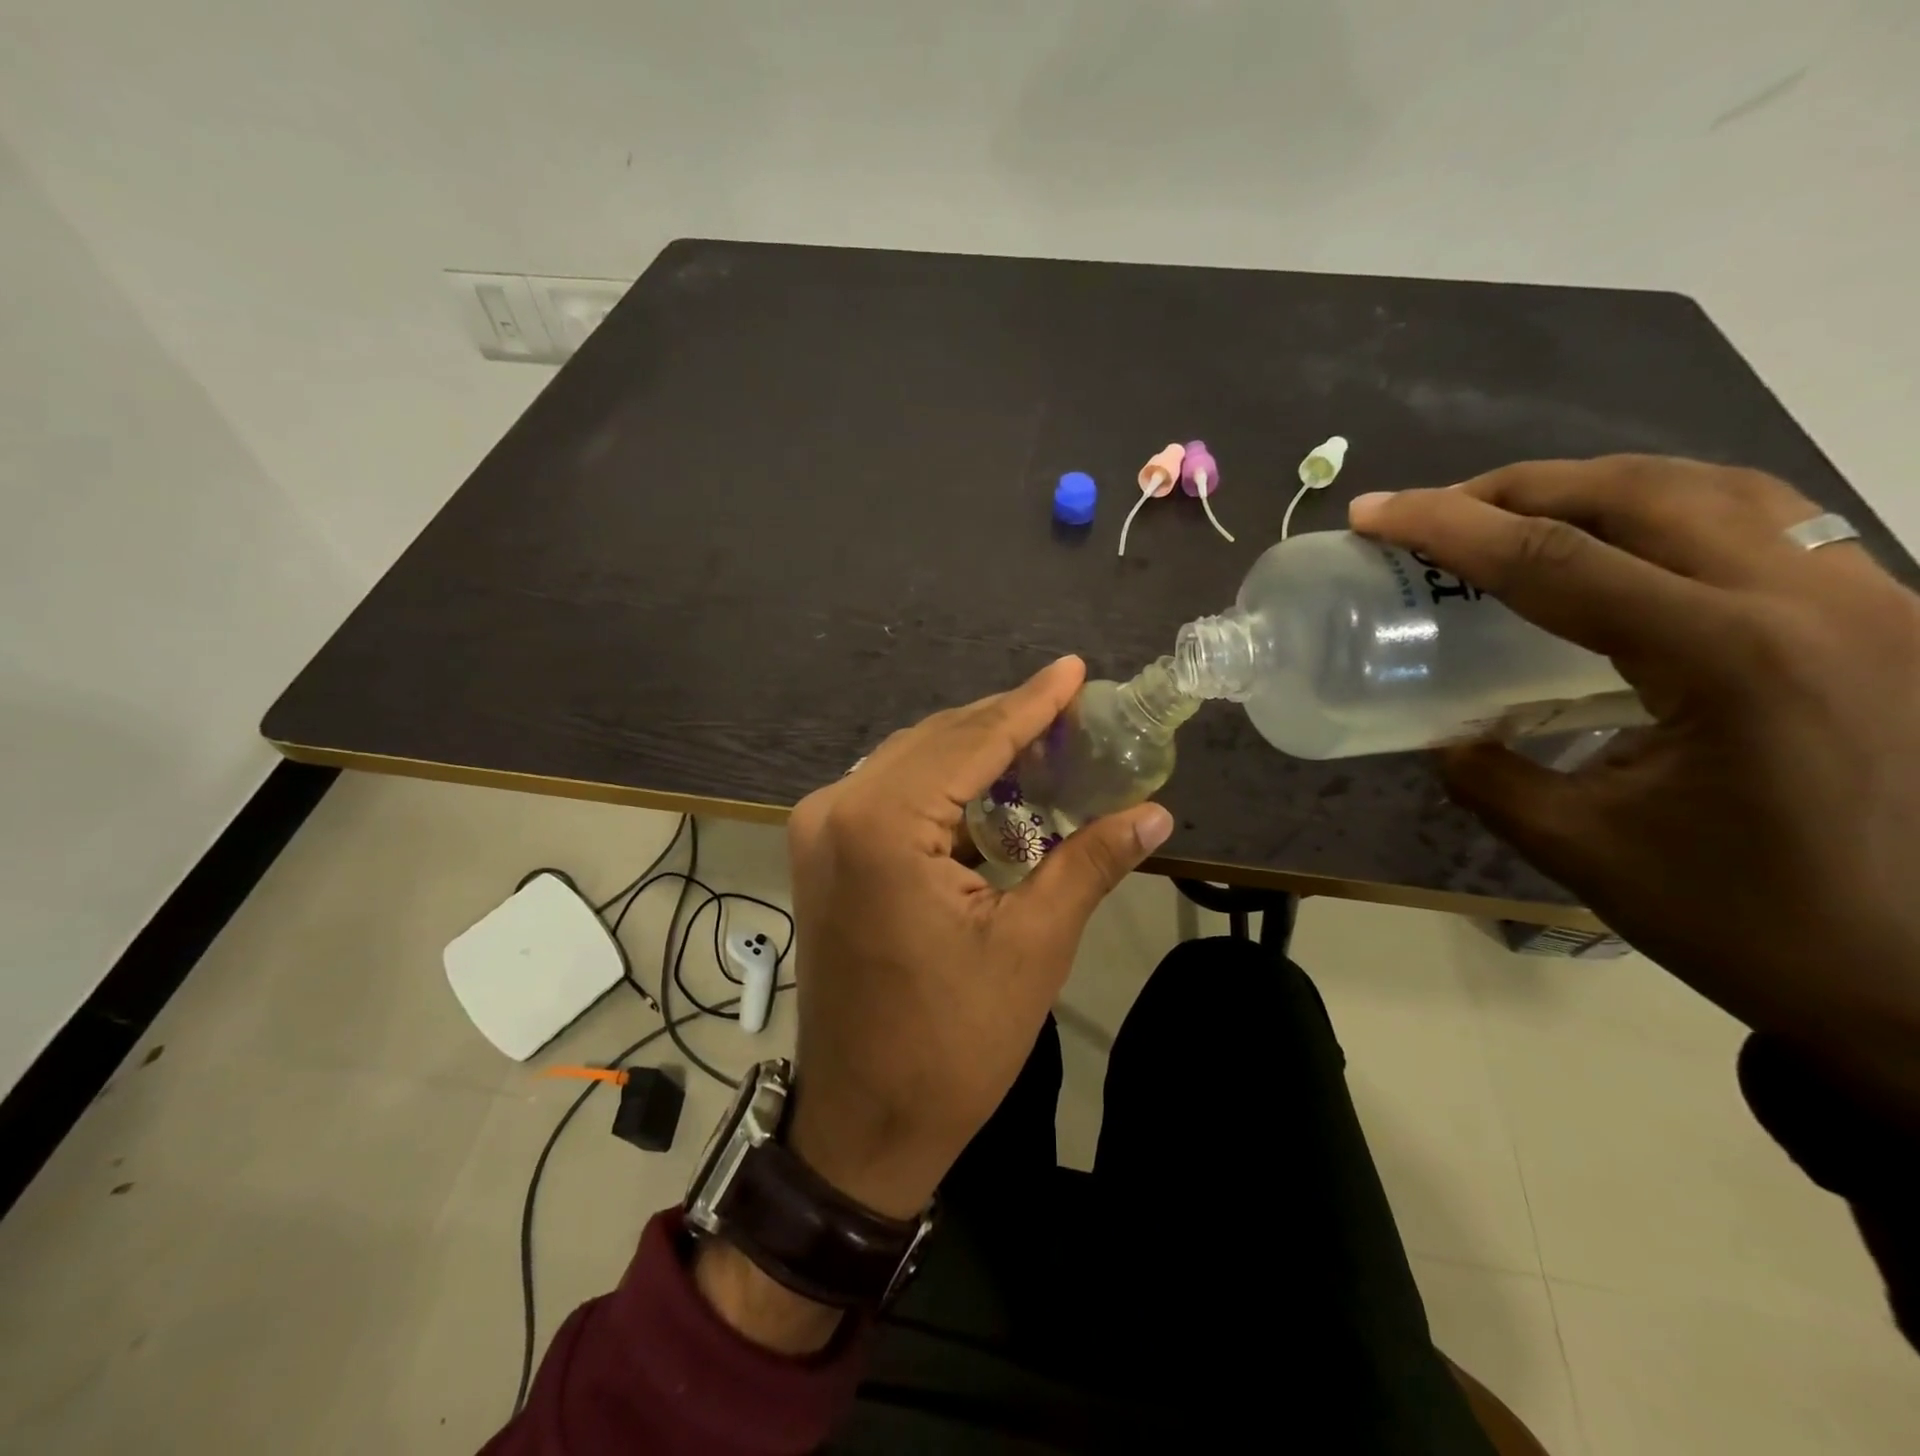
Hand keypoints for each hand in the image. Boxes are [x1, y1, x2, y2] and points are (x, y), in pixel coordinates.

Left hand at [782, 655, 1174, 1217]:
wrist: (864, 1122)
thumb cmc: (951, 1043)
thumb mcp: (1033, 947)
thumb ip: (1089, 862)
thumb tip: (1155, 812)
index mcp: (882, 824)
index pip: (972, 741)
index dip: (1031, 704)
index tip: (1074, 669)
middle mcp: (838, 808)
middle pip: (937, 741)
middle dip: (1005, 723)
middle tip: (1073, 710)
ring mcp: (820, 829)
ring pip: (911, 762)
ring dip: (975, 751)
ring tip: (1044, 741)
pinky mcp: (822, 852)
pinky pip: (890, 793)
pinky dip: (943, 784)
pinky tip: (992, 786)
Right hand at [1351, 457, 1919, 1107]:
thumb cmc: (1751, 924)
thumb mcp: (1581, 849)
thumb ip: (1490, 776)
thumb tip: (1448, 735)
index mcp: (1730, 660)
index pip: (1555, 562)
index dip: (1449, 528)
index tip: (1375, 512)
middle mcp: (1812, 603)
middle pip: (1640, 490)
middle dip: (1519, 487)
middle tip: (1438, 509)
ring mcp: (1872, 600)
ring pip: (1718, 486)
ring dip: (1599, 486)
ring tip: (1520, 512)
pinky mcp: (1890, 617)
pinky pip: (1770, 521)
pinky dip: (1673, 509)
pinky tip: (1629, 543)